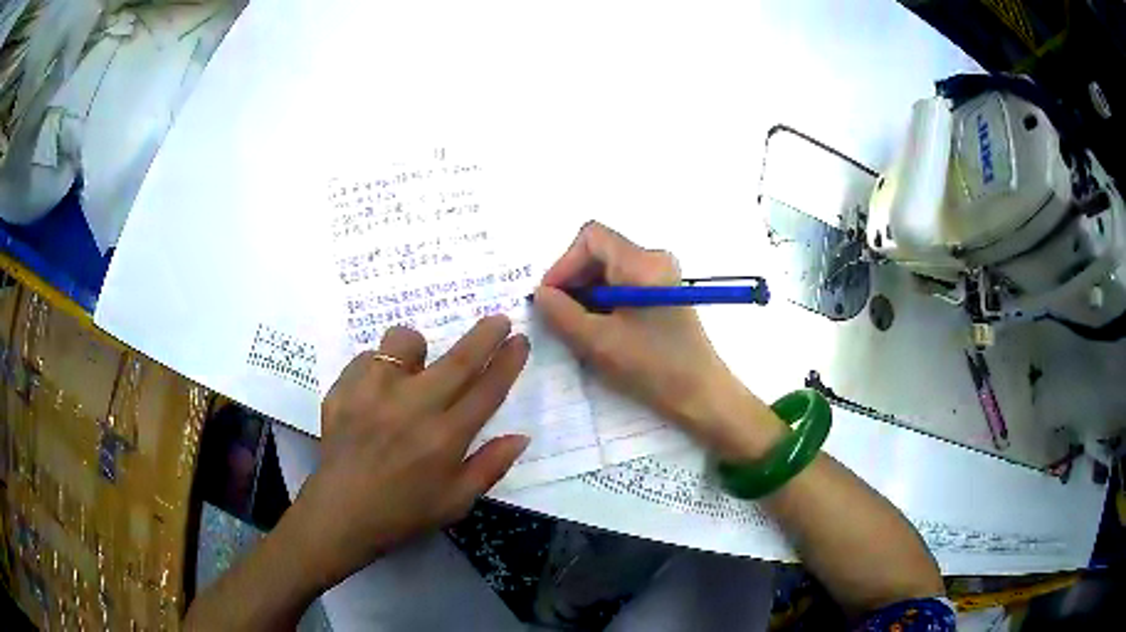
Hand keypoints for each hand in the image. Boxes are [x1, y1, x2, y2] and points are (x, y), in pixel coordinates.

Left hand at [289, 316, 530, 587]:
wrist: (342, 513)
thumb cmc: (403, 512)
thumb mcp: (456, 502)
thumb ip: (490, 467)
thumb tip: (521, 436)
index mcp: (445, 439)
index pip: (486, 391)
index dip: (507, 362)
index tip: (520, 341)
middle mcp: (412, 409)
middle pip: (458, 360)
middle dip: (485, 335)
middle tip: (499, 319)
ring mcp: (373, 394)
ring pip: (403, 342)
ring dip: (417, 346)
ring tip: (413, 365)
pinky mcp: (343, 390)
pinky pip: (366, 357)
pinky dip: (377, 366)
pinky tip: (376, 389)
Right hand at [534, 222, 783, 459]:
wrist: (700, 394)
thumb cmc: (652, 366)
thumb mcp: (597, 342)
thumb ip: (561, 313)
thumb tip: (541, 294)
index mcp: (642, 262)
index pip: (591, 237)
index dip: (564, 264)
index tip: (552, 298)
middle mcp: (654, 259)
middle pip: (600, 251)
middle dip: (574, 280)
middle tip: (560, 316)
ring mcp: (661, 275)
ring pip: (609, 269)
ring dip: (587, 293)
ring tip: (579, 327)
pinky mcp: (662, 293)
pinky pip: (623, 284)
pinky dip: (604, 301)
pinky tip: (601, 330)